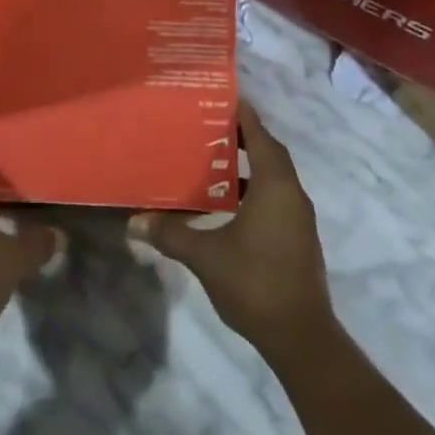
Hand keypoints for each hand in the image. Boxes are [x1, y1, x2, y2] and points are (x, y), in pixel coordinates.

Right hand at [128, 100, 334, 359]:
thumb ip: (171, 234)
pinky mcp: (299, 237)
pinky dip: (256, 190)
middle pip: (270, 152)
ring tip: (214, 162)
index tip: (222, 97)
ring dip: (250, 166)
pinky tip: (229, 205)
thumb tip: (133, 222)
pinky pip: (277, 197)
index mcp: (275, 185)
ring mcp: (299, 217)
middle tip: (210, 127)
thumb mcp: (206, 256)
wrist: (301, 337)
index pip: (260, 135)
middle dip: (244, 137)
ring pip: (275, 177)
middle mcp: (292, 193)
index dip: (243, 114)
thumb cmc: (255, 283)